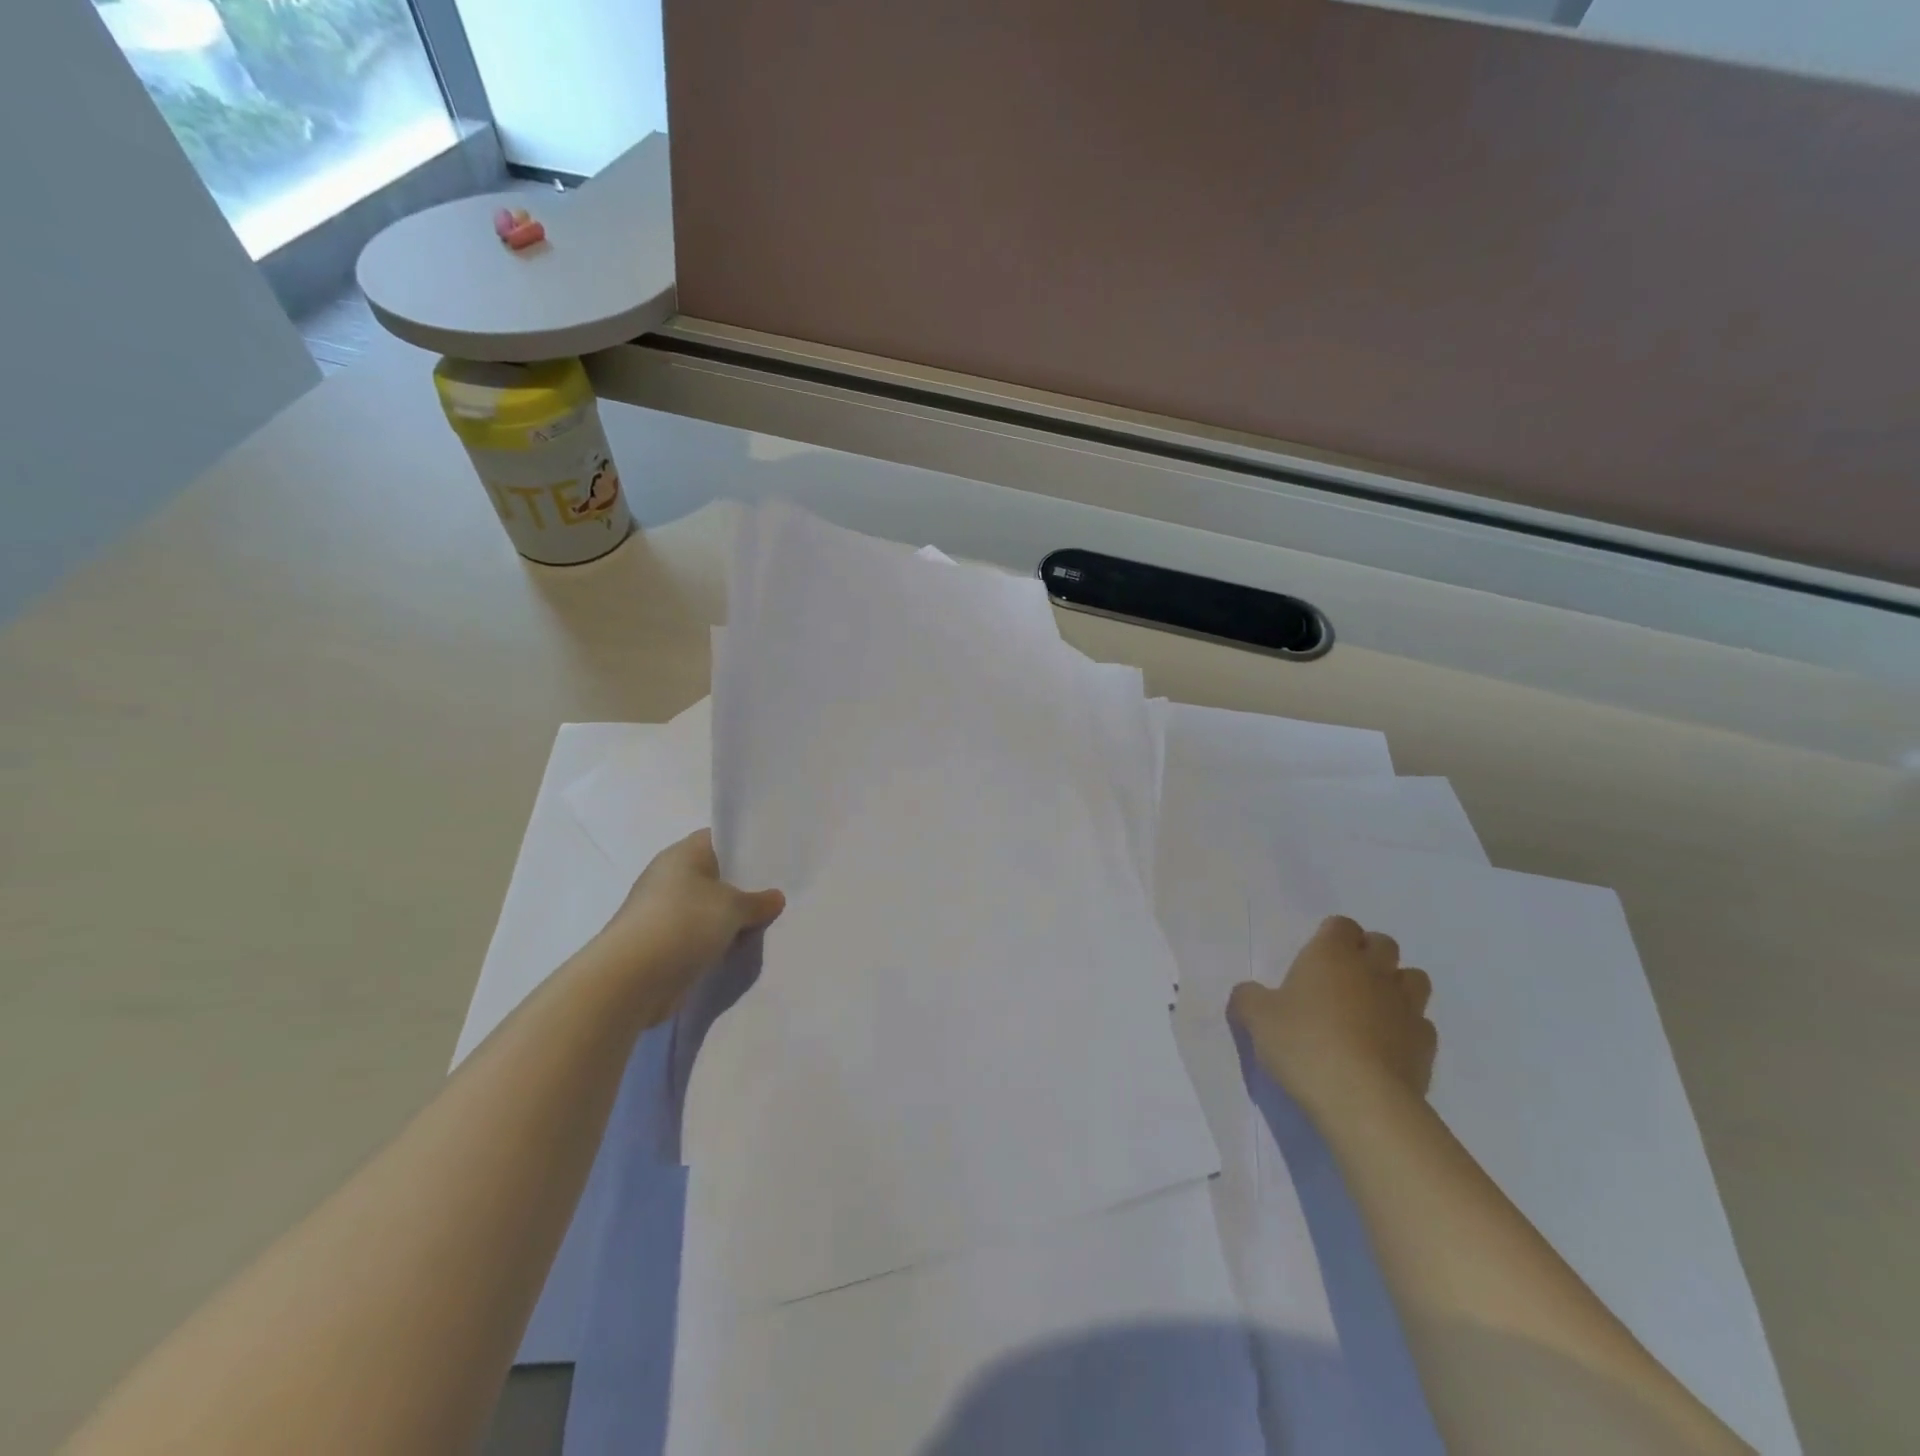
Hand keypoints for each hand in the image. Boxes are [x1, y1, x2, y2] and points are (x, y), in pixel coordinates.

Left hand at [591, 830, 784, 1019]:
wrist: (631, 980)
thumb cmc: (683, 923)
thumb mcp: (732, 907)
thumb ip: (758, 901)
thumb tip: (775, 898)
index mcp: (682, 855)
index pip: (718, 839)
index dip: (745, 846)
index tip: (774, 858)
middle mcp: (670, 878)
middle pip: (715, 875)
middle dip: (743, 886)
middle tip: (778, 894)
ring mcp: (663, 913)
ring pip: (708, 908)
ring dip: (730, 918)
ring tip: (766, 922)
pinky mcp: (662, 944)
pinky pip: (698, 935)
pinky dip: (716, 941)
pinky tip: (740, 948)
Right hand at [1228, 915, 1435, 1110]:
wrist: (1362, 1100)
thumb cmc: (1303, 1044)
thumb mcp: (1256, 1018)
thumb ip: (1249, 998)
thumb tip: (1249, 993)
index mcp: (1332, 954)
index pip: (1341, 925)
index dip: (1331, 936)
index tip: (1315, 957)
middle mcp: (1373, 971)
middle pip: (1383, 944)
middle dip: (1368, 954)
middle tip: (1342, 979)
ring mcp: (1406, 1007)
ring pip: (1413, 978)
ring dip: (1396, 985)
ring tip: (1371, 1008)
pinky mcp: (1426, 1045)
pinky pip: (1421, 1023)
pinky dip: (1407, 1028)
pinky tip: (1386, 1046)